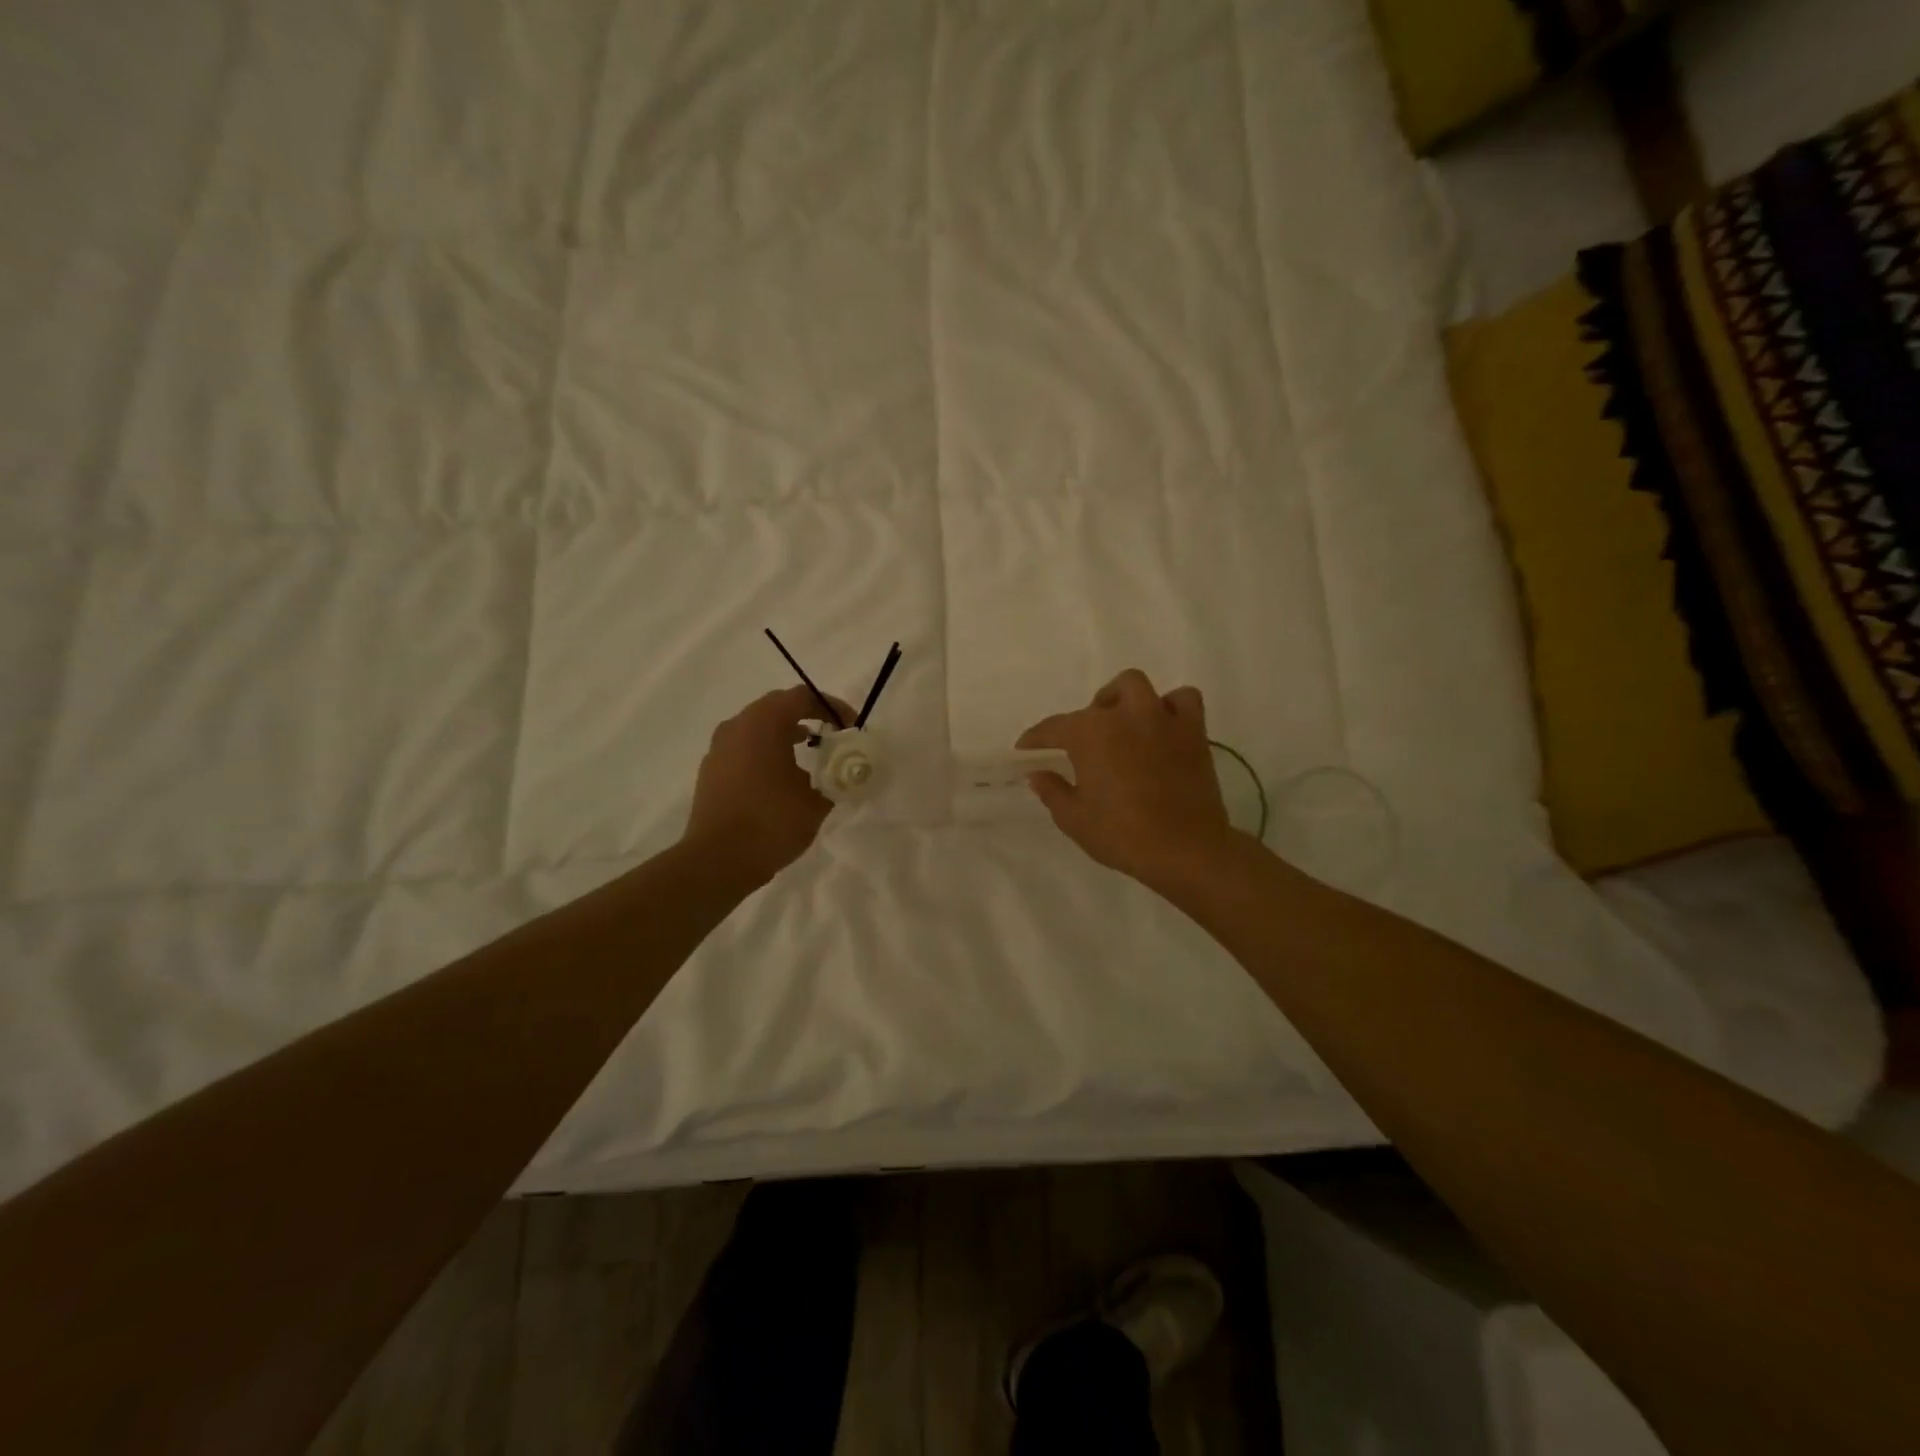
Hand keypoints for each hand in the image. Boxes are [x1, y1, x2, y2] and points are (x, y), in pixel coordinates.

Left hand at [683, 686, 854, 888]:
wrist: (717, 861)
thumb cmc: (771, 822)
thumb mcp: (817, 801)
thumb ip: (835, 778)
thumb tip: (843, 772)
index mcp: (763, 723)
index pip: (802, 697)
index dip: (832, 707)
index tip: (851, 727)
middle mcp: (737, 726)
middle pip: (777, 707)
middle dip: (808, 717)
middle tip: (832, 736)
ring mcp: (719, 748)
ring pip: (758, 728)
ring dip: (784, 735)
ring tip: (809, 755)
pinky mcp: (711, 771)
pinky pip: (744, 748)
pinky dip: (766, 752)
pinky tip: (781, 778)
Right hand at [1018, 669, 1237, 890]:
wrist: (1185, 849)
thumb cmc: (1122, 835)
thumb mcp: (1074, 819)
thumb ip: (1052, 791)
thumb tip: (1038, 774)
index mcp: (1090, 733)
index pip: (1053, 728)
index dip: (1035, 739)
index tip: (1025, 750)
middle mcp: (1124, 715)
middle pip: (1097, 703)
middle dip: (1085, 720)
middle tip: (1084, 746)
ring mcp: (1161, 718)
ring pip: (1136, 686)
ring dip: (1123, 700)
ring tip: (1122, 724)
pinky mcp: (1193, 731)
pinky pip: (1183, 700)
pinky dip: (1170, 707)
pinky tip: (1163, 727)